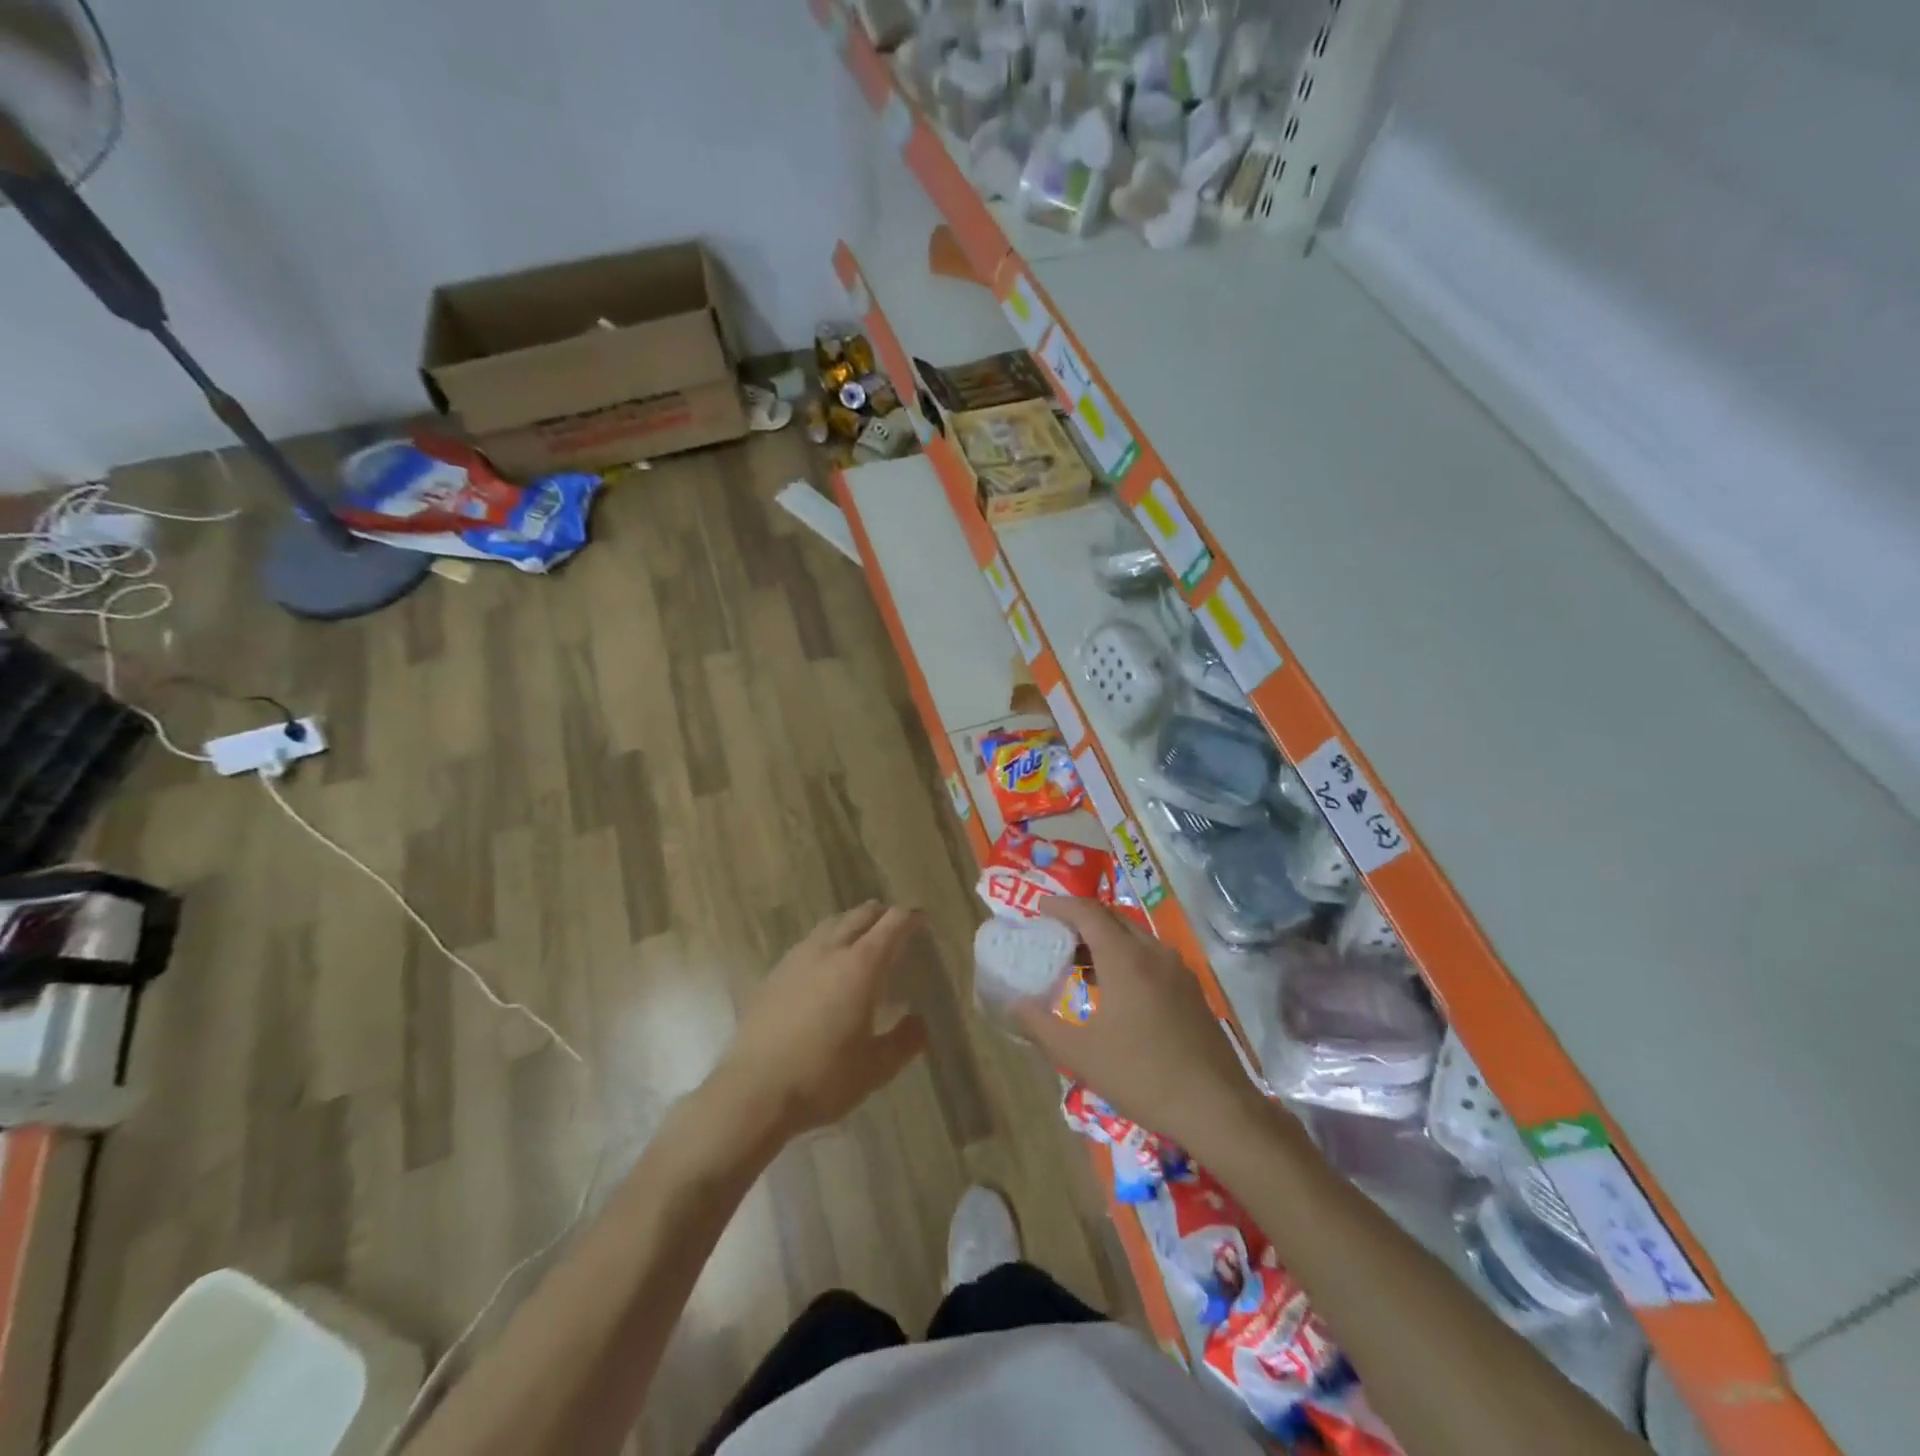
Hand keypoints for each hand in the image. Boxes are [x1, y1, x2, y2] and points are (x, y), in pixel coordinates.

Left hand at [716, 902, 928, 1142]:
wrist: (753, 1092)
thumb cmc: (822, 1079)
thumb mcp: (876, 1068)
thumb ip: (905, 1041)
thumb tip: (920, 1022)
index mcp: (860, 966)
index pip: (891, 925)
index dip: (910, 917)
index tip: (922, 918)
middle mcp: (828, 951)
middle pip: (859, 916)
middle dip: (880, 914)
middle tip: (895, 922)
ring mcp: (796, 960)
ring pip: (829, 925)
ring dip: (850, 923)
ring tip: (860, 937)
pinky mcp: (773, 975)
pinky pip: (807, 944)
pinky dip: (825, 942)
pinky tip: (823, 966)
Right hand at [1014, 898, 1266, 1155]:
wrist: (1217, 1109)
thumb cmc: (1142, 1076)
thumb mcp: (1081, 1055)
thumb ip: (1040, 1026)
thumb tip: (1014, 1004)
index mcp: (1126, 958)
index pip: (1088, 912)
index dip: (1061, 905)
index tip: (1038, 910)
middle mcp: (1154, 953)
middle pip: (1113, 919)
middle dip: (1082, 921)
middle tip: (1055, 936)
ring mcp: (1178, 970)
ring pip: (1135, 937)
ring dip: (1106, 939)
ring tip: (1081, 963)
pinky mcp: (1192, 990)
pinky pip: (1152, 956)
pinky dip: (1127, 957)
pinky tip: (1117, 990)